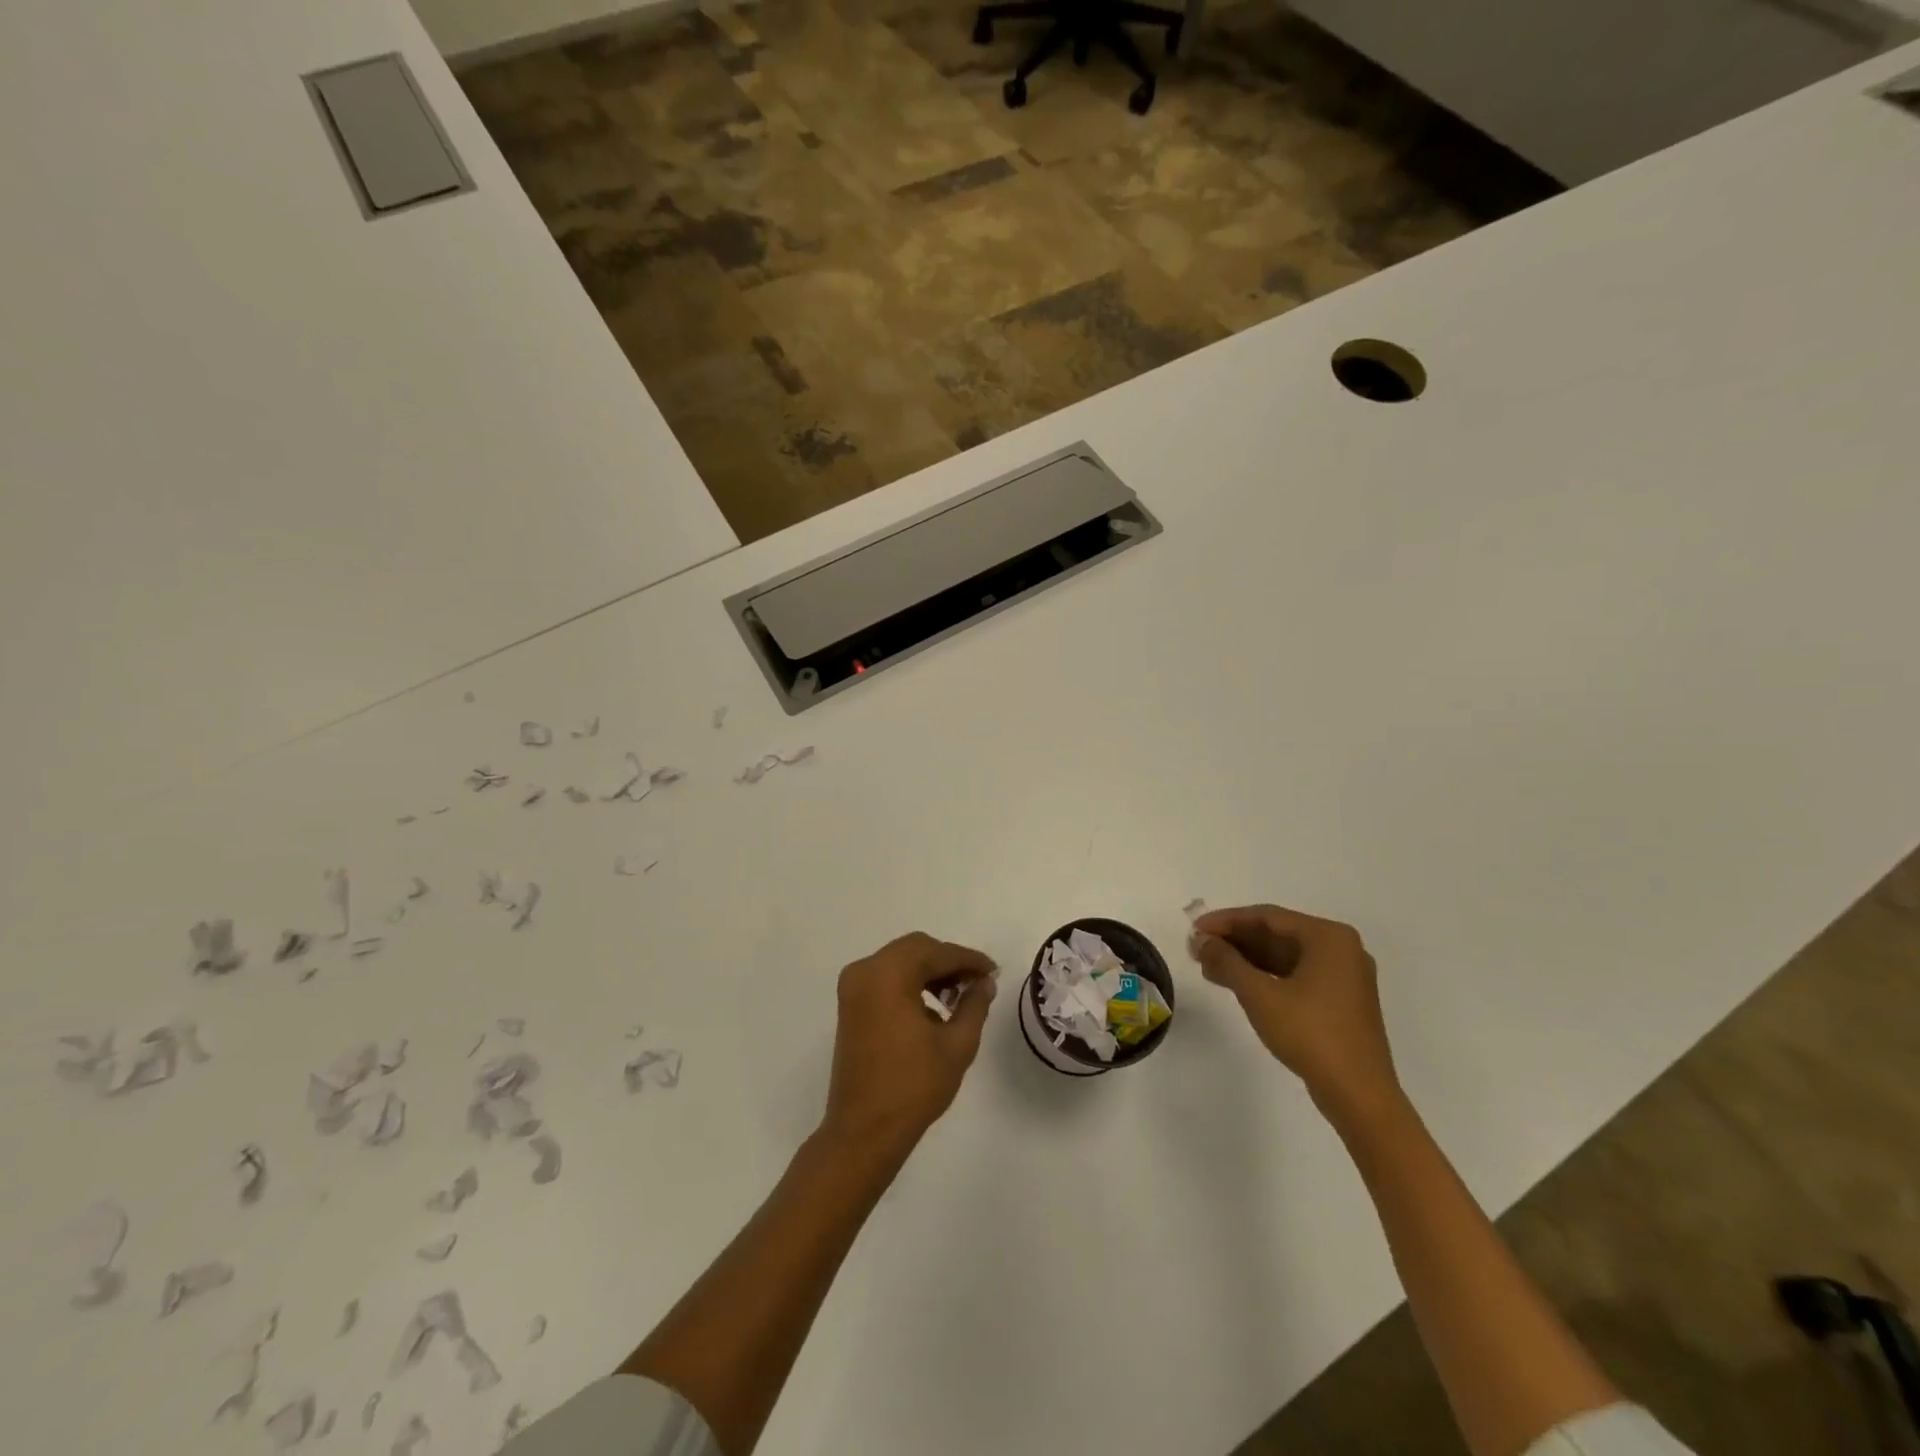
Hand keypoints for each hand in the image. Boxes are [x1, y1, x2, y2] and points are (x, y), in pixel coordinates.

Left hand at [821, 932, 997, 1158]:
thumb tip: (984, 983)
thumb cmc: (913, 1087)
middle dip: (948, 962)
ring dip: (929, 972)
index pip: (937, 953)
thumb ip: (974, 1005)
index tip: (993, 971)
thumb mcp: (956, 1045)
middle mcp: (866, 970)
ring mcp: (853, 987)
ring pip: (900, 961)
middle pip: (916, 949)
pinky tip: (933, 1010)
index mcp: (889, 974)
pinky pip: (885, 978)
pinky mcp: (850, 1005)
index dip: (969, 960)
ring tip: (957, 998)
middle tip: (977, 983)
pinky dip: (910, 983)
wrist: (864, 1131)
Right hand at [1190, 904, 1399, 1128]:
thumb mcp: (1260, 995)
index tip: (1195, 930)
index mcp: (1329, 937)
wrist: (1359, 1095)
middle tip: (1198, 950)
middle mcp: (1341, 949)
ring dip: (1247, 960)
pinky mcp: (1341, 1001)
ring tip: (1209, 968)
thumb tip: (1202, 941)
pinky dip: (1266, 977)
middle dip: (1235, 941)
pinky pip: (1296, 975)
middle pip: (1277, 934)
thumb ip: (1227, 961)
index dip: (1226, 921)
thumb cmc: (1310, 1034)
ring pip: (1285, 956)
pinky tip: (1237, 984)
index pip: (1267, 916)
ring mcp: (1344, 976)